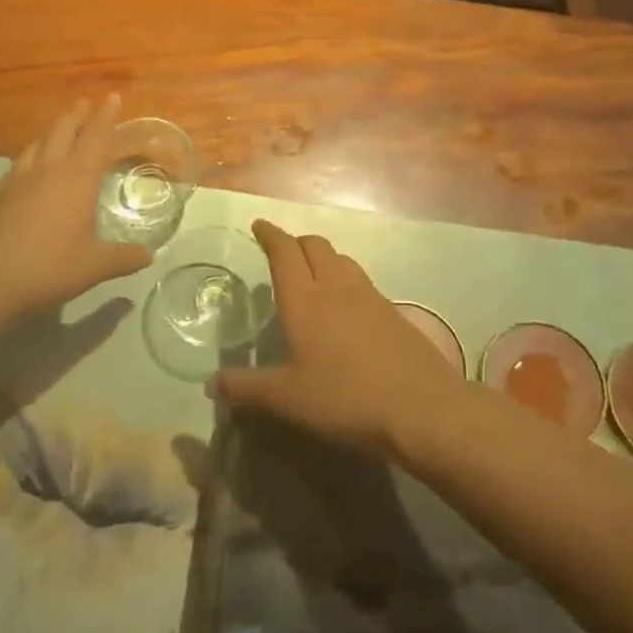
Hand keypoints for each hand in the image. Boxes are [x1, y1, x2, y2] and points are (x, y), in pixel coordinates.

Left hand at [0, 96, 152, 323]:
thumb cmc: (46, 269)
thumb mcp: (92, 267)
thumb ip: (123, 259)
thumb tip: (149, 256)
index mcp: (76, 179)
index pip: (96, 138)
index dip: (106, 116)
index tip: (112, 97)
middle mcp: (47, 170)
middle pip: (63, 131)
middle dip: (76, 115)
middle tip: (85, 103)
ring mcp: (16, 181)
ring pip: (37, 143)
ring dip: (51, 131)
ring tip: (59, 128)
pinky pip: (17, 164)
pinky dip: (29, 156)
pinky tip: (27, 167)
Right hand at [214, 220, 462, 455]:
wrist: (421, 406)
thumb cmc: (345, 397)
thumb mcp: (287, 399)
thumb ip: (247, 388)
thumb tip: (211, 384)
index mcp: (304, 299)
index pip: (283, 252)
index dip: (270, 235)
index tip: (259, 225)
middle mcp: (335, 286)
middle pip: (315, 246)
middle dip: (296, 242)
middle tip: (283, 252)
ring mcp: (369, 295)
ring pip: (341, 259)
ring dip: (323, 257)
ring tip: (313, 274)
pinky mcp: (392, 311)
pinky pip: (361, 281)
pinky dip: (345, 279)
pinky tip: (346, 307)